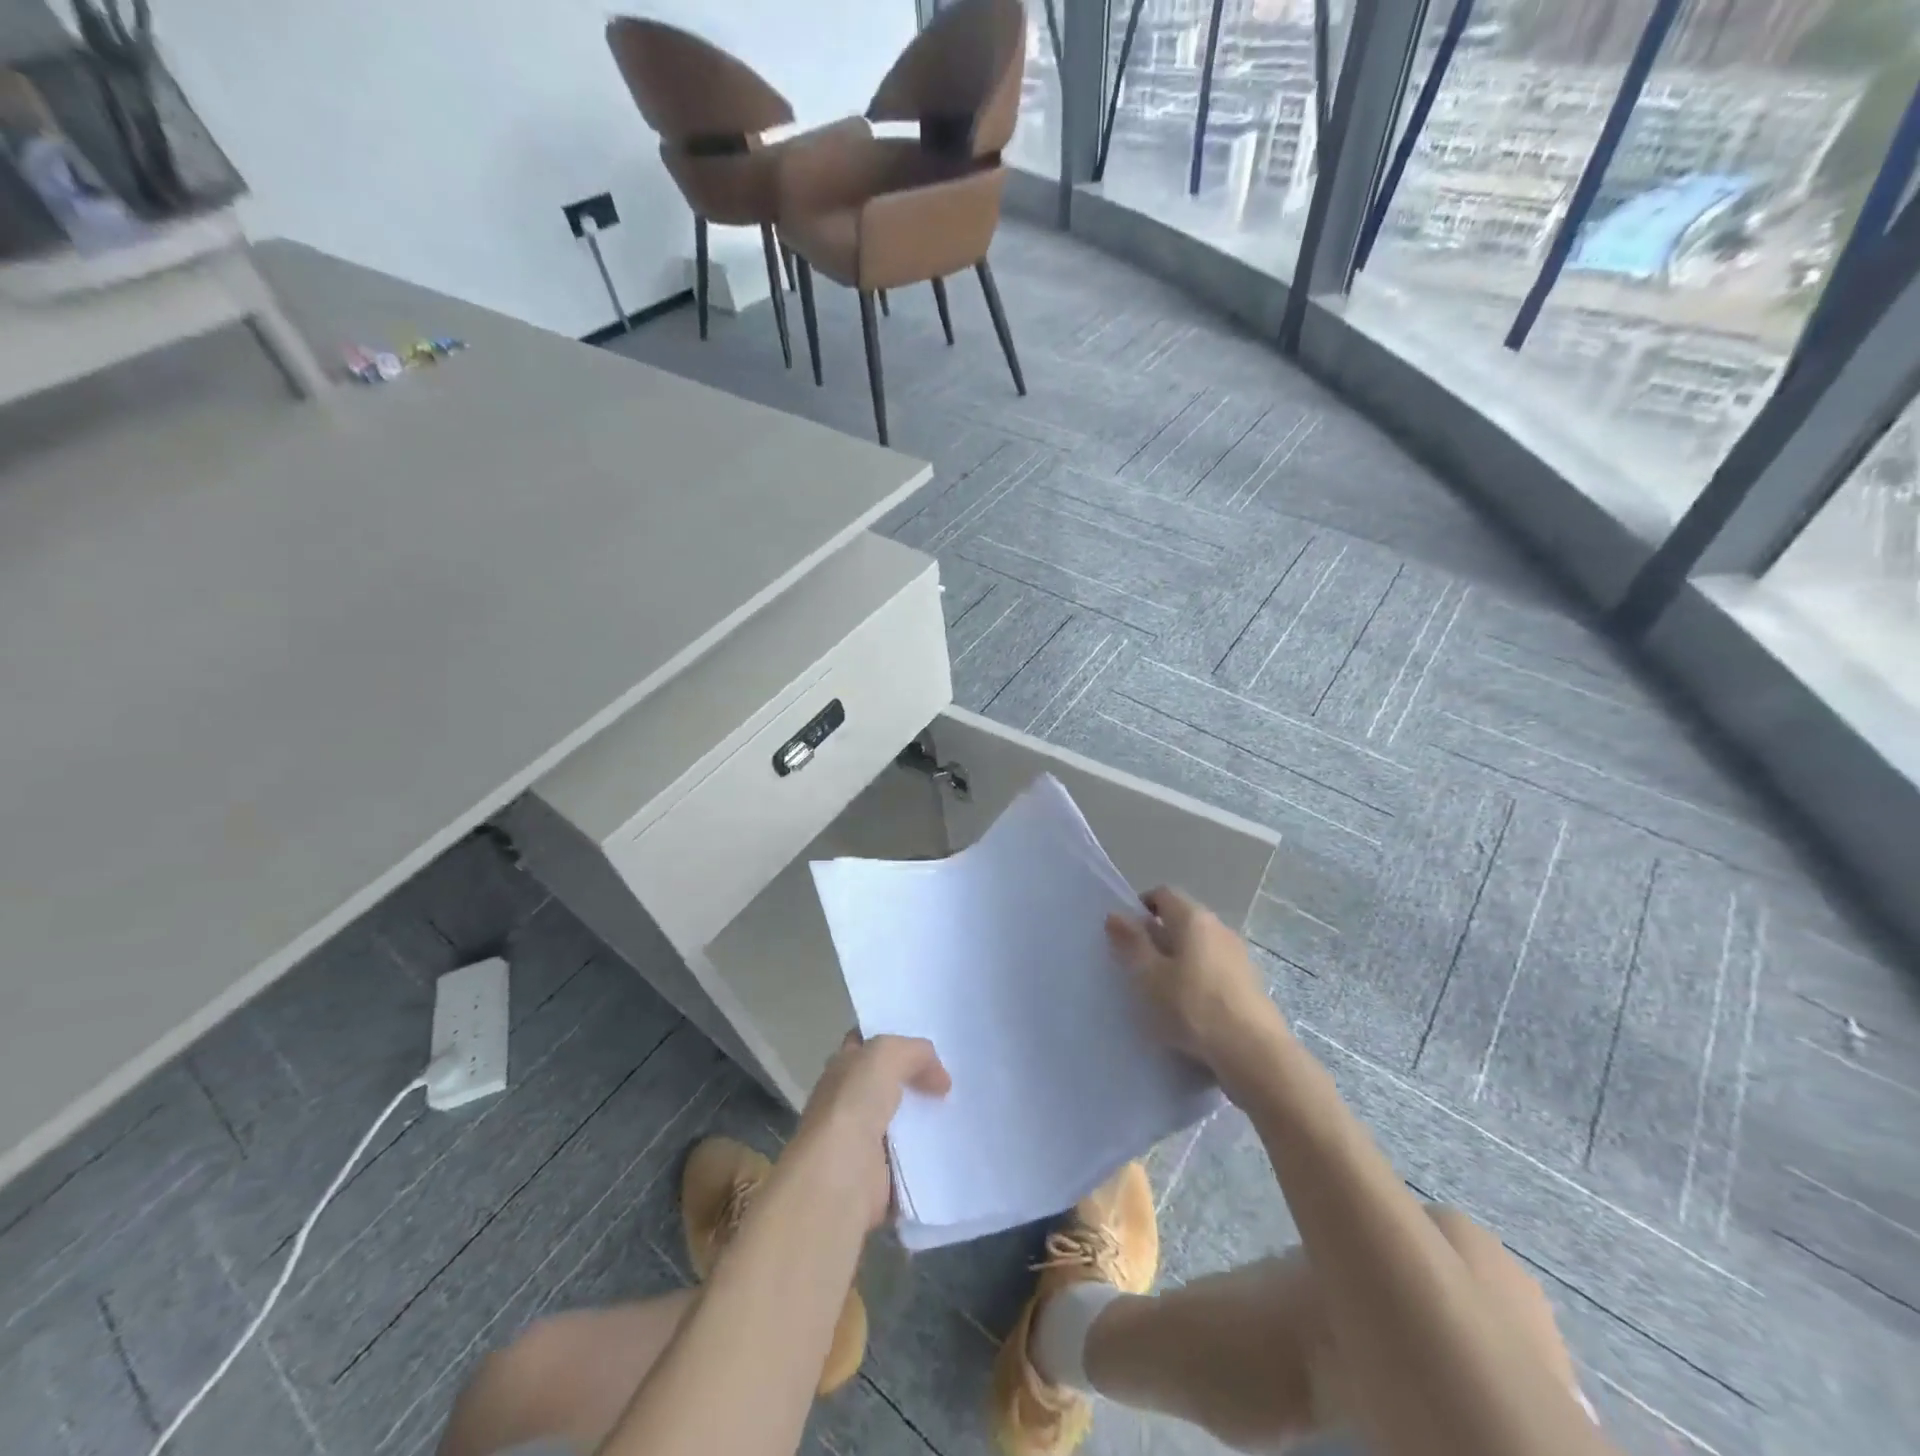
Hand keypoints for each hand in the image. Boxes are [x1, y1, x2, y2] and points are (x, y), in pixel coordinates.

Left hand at [792, 1033, 950, 1228]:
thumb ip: (914, 1052)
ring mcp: (864, 1141)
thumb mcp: (885, 1055)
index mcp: (842, 1069)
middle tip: (956, 1075)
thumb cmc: (853, 1105)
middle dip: (919, 1079)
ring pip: (905, 1120)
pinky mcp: (881, 1176)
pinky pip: (914, 1158)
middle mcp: (849, 1102)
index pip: (867, 1045)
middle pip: (889, 1083)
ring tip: (965, 1109)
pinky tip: (958, 1143)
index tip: (929, 1041)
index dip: (893, 1038)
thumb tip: (940, 1078)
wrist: (839, 1178)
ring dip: (929, 1118)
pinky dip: (933, 1154)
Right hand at [1106, 887, 1289, 1091]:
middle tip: (1139, 968)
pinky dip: (1197, 980)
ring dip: (1178, 961)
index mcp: (1194, 918)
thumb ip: (1132, 943)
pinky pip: (1214, 970)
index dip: (1141, 907)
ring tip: (1162, 993)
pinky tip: (1190, 1010)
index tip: (1126, 935)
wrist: (1253, 1053)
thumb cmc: (1193, 1007)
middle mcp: (1220, 928)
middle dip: (1158, 937)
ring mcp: (1239, 956)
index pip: (1163, 894)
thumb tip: (1115, 915)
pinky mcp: (1249, 984)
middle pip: (1182, 920)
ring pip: (1199, 947)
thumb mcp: (1149, 976)